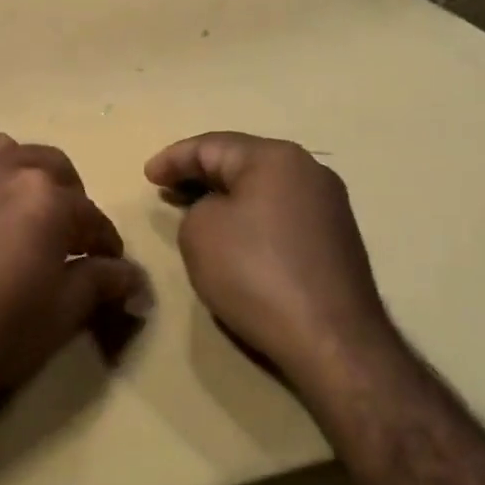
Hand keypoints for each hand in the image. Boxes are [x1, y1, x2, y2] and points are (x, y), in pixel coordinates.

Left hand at [0, 134, 145, 422]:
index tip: (109, 269)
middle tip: (66, 241)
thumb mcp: (56, 318)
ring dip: (23, 178)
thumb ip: (99, 285)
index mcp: (45, 195)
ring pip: (4, 155)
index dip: (106, 246)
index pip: (92, 217)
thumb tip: (131, 276)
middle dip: (69, 201)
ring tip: (19, 217)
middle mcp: (2, 167)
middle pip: (52, 169)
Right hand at [145, 132, 389, 384]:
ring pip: (264, 189)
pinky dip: (252, 218)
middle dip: (201, 174)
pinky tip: (236, 238)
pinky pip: (281, 214)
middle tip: (168, 190)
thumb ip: (196, 208)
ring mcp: (329, 205)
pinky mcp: (337, 239)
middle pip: (242, 162)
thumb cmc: (256, 273)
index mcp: (275, 157)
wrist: (332, 339)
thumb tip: (218, 213)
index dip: (173, 159)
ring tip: (196, 213)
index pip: (211, 145)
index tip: (147, 176)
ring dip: (227, 197)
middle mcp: (308, 170)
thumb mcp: (199, 232)